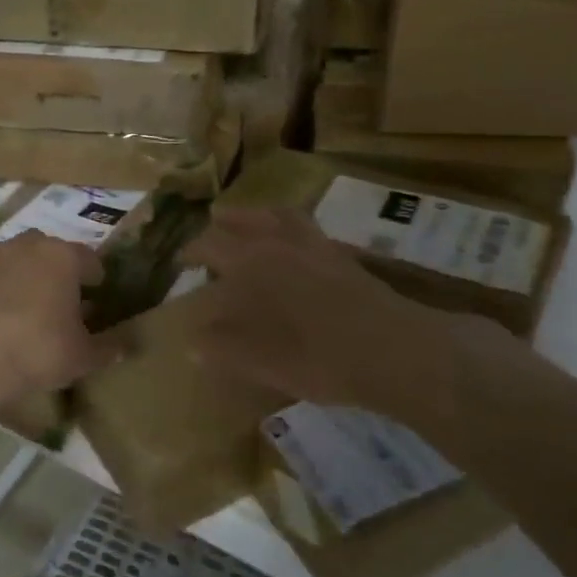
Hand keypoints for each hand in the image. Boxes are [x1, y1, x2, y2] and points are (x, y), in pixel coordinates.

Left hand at [0, 232, 119, 397]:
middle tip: (64, 299)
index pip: (89, 259)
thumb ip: (107, 348)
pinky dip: (0, 290)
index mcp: (64, 256)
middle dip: (59, 271)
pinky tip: (0, 317)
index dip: (96, 277)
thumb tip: (126, 345)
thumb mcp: (82, 356)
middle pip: (51, 251)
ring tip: (30, 308)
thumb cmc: (39, 349)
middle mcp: (29, 246)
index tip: (98, 293)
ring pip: (19, 261)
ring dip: (27, 277)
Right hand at [181, 207, 470, 432]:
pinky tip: (289, 240)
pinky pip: (304, 225)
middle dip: (218, 229)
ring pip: (275, 215)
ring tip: (241, 222)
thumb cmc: (318, 357)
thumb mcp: (260, 361)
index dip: (191, 252)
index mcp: (252, 262)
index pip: (209, 245)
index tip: (181, 262)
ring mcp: (313, 243)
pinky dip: (287, 224)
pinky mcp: (340, 254)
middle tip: (207, 243)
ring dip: (252, 216)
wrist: (395, 351)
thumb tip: (192, 339)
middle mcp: (278, 242)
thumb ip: (221, 347)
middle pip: (240, 222)